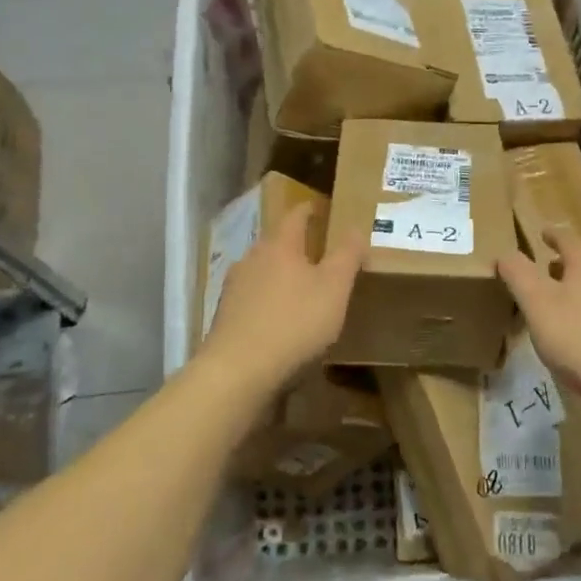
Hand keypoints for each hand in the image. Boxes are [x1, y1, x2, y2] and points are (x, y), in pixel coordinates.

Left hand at [203, 205, 362, 389]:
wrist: (238, 372)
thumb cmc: (294, 323)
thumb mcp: (334, 288)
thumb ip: (347, 255)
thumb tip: (355, 228)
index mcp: (279, 245)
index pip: (296, 215)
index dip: (311, 210)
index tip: (323, 209)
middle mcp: (251, 258)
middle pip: (277, 243)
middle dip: (297, 246)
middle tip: (321, 254)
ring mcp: (234, 288)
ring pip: (263, 272)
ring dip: (282, 275)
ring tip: (302, 290)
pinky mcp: (225, 317)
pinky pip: (253, 299)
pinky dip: (269, 302)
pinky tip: (281, 320)